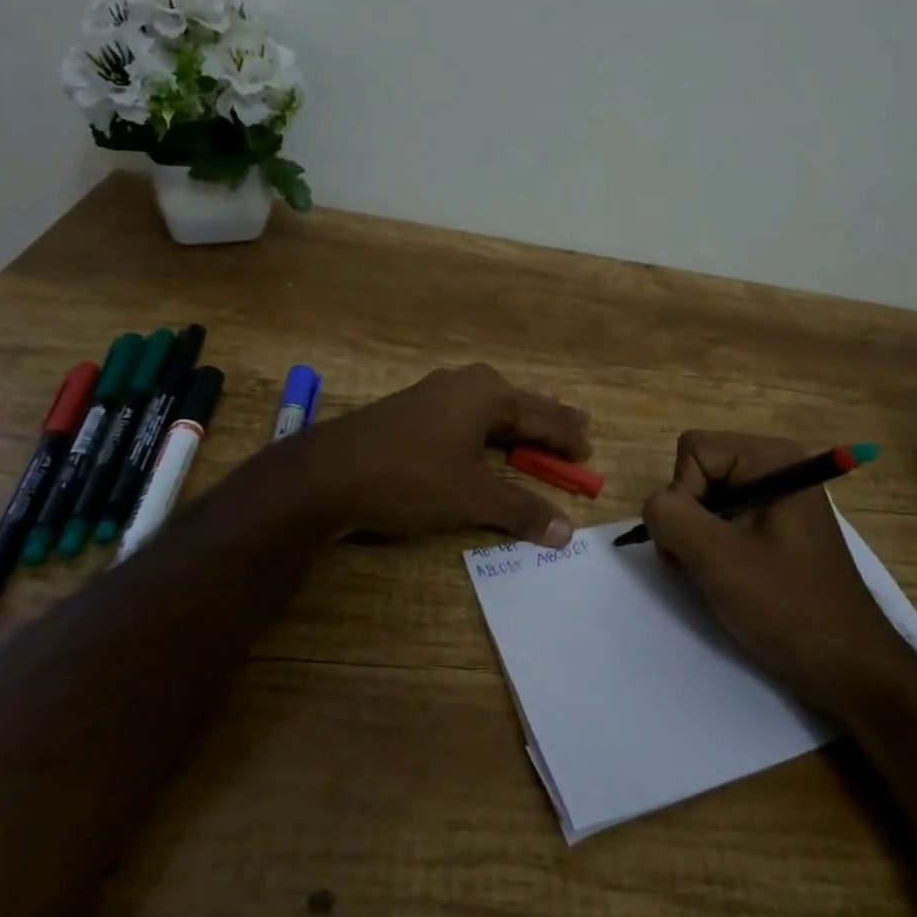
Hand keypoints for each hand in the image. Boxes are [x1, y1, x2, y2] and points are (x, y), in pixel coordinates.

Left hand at [284, 363, 590, 545]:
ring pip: (490, 406)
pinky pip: (465, 413)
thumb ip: (521, 510)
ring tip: (539, 423)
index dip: (567, 437)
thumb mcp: (472, 497)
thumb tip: (566, 532)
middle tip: (579, 424)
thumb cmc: (411, 478)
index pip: (543, 416)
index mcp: (488, 394)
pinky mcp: (411, 409)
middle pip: (519, 403)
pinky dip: (487, 427)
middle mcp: (465, 383)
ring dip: (517, 420)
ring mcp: (434, 392)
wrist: (327, 474)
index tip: (589, 451)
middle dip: (548, 419)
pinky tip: (484, 433)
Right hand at [642, 431, 911, 712]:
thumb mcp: (718, 558)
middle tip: (704, 564)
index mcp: (772, 458)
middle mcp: (777, 465)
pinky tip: (729, 578)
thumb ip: (671, 516)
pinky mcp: (776, 525)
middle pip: (699, 470)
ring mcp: (778, 496)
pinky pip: (724, 518)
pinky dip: (713, 546)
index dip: (683, 495)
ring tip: (717, 576)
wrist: (848, 667)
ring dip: (697, 537)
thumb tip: (655, 506)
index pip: (693, 451)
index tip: (701, 543)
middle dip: (688, 517)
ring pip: (706, 497)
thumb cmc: (787, 606)